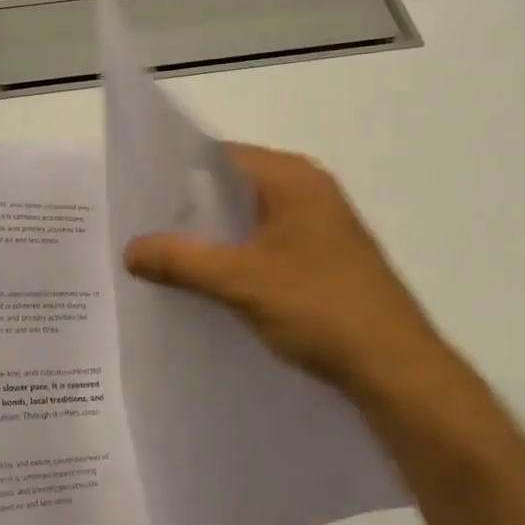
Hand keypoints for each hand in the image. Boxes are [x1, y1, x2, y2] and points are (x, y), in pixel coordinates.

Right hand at [123, 143, 449, 402]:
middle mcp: (308, 189)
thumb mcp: (239, 281)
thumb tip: (129, 249)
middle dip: (189, 208)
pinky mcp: (323, 256)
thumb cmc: (319, 308)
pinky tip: (209, 280)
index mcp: (292, 177)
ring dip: (212, 235)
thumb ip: (180, 260)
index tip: (138, 195)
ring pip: (249, 218)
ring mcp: (319, 224)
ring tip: (165, 255)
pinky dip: (236, 254)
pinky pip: (266, 242)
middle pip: (232, 186)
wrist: (395, 368)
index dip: (176, 172)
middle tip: (142, 228)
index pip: (220, 156)